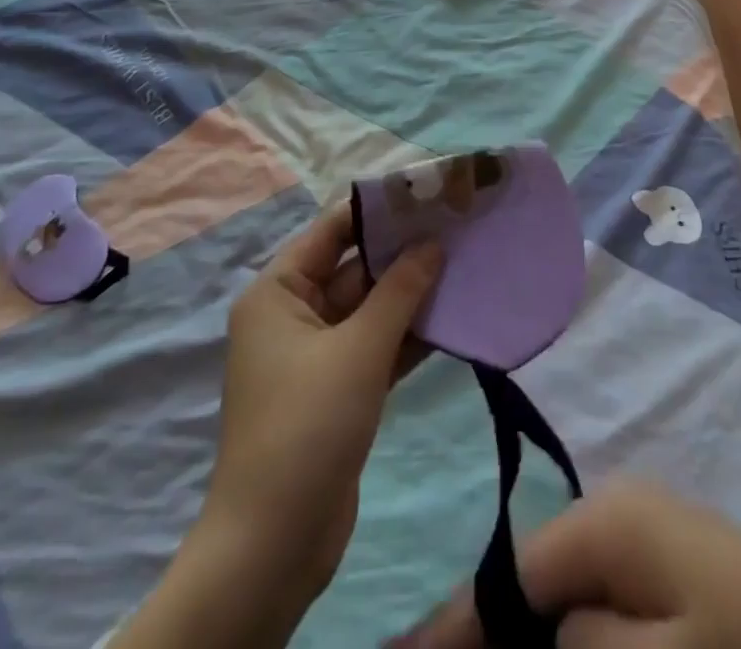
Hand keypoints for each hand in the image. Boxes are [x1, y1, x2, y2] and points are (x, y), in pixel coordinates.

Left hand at [111, 204, 441, 648]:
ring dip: (412, 293)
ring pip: (370, 308)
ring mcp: (316, 355)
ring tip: (464, 263)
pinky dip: (408, 333)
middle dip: (403, 252)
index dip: (378, 210)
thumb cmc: (307, 425)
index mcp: (278, 292)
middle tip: (457, 227)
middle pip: (354, 268)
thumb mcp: (359, 349)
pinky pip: (376, 345)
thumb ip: (400, 291)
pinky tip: (452, 316)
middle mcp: (293, 315)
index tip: (426, 194)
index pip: (332, 231)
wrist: (275, 546)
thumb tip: (433, 244)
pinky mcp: (338, 390)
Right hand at [396, 481, 740, 648]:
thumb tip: (546, 634)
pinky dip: (579, 632)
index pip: (513, 573)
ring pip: (568, 593)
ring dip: (539, 636)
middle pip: (536, 579)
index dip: (459, 624)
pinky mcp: (671, 566)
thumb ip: (583, 643)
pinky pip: (603, 601)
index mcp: (608, 518)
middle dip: (500, 632)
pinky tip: (569, 648)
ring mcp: (647, 534)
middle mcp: (620, 510)